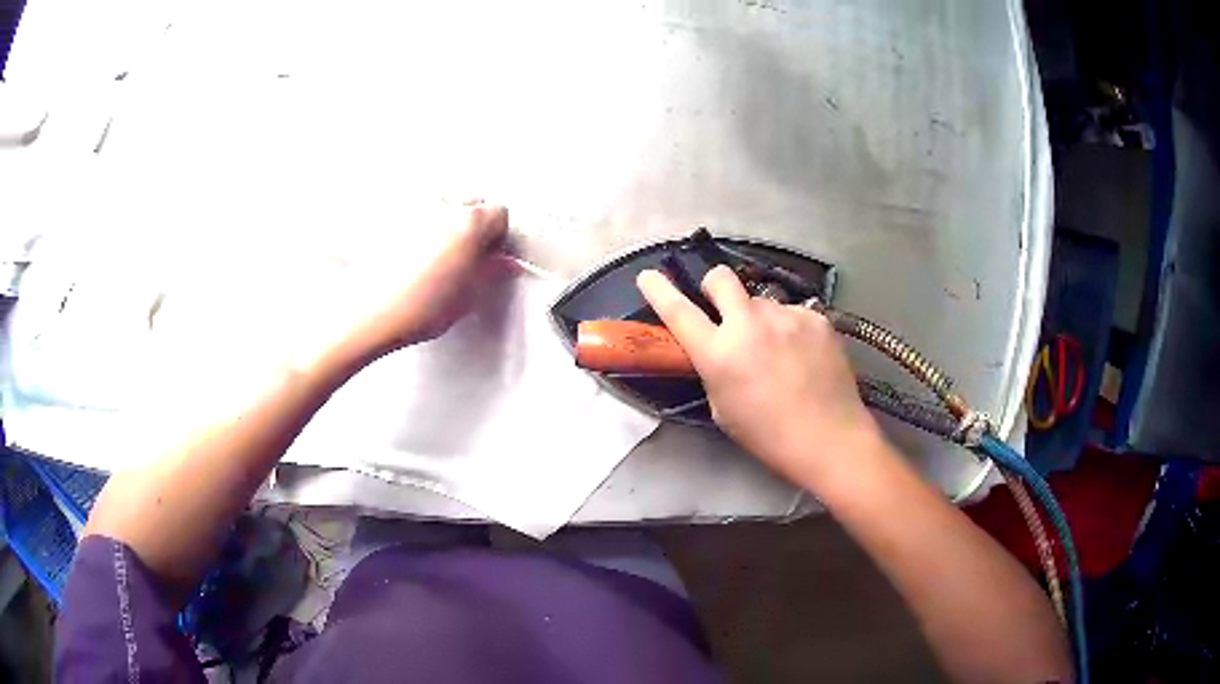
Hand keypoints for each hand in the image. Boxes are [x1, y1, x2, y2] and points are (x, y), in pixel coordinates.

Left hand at [333, 201, 508, 362]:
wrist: (371, 313)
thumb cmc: (420, 306)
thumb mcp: (469, 295)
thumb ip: (492, 271)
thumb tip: (503, 263)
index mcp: (470, 221)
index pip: (499, 214)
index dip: (499, 236)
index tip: (494, 256)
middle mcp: (443, 206)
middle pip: (471, 204)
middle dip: (475, 226)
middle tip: (468, 259)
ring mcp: (415, 209)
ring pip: (443, 208)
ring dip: (447, 226)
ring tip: (438, 260)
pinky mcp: (391, 219)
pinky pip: (417, 217)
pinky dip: (421, 230)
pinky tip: (416, 258)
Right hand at [636, 265, 881, 483]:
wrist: (830, 439)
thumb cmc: (768, 435)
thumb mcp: (723, 407)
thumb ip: (714, 368)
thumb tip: (718, 346)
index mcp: (718, 352)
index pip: (677, 310)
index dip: (659, 289)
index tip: (648, 275)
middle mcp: (749, 324)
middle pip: (720, 277)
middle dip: (714, 286)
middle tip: (723, 308)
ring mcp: (787, 316)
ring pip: (761, 300)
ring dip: (759, 317)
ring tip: (777, 349)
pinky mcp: (816, 317)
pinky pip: (793, 313)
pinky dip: (790, 328)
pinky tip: (803, 354)